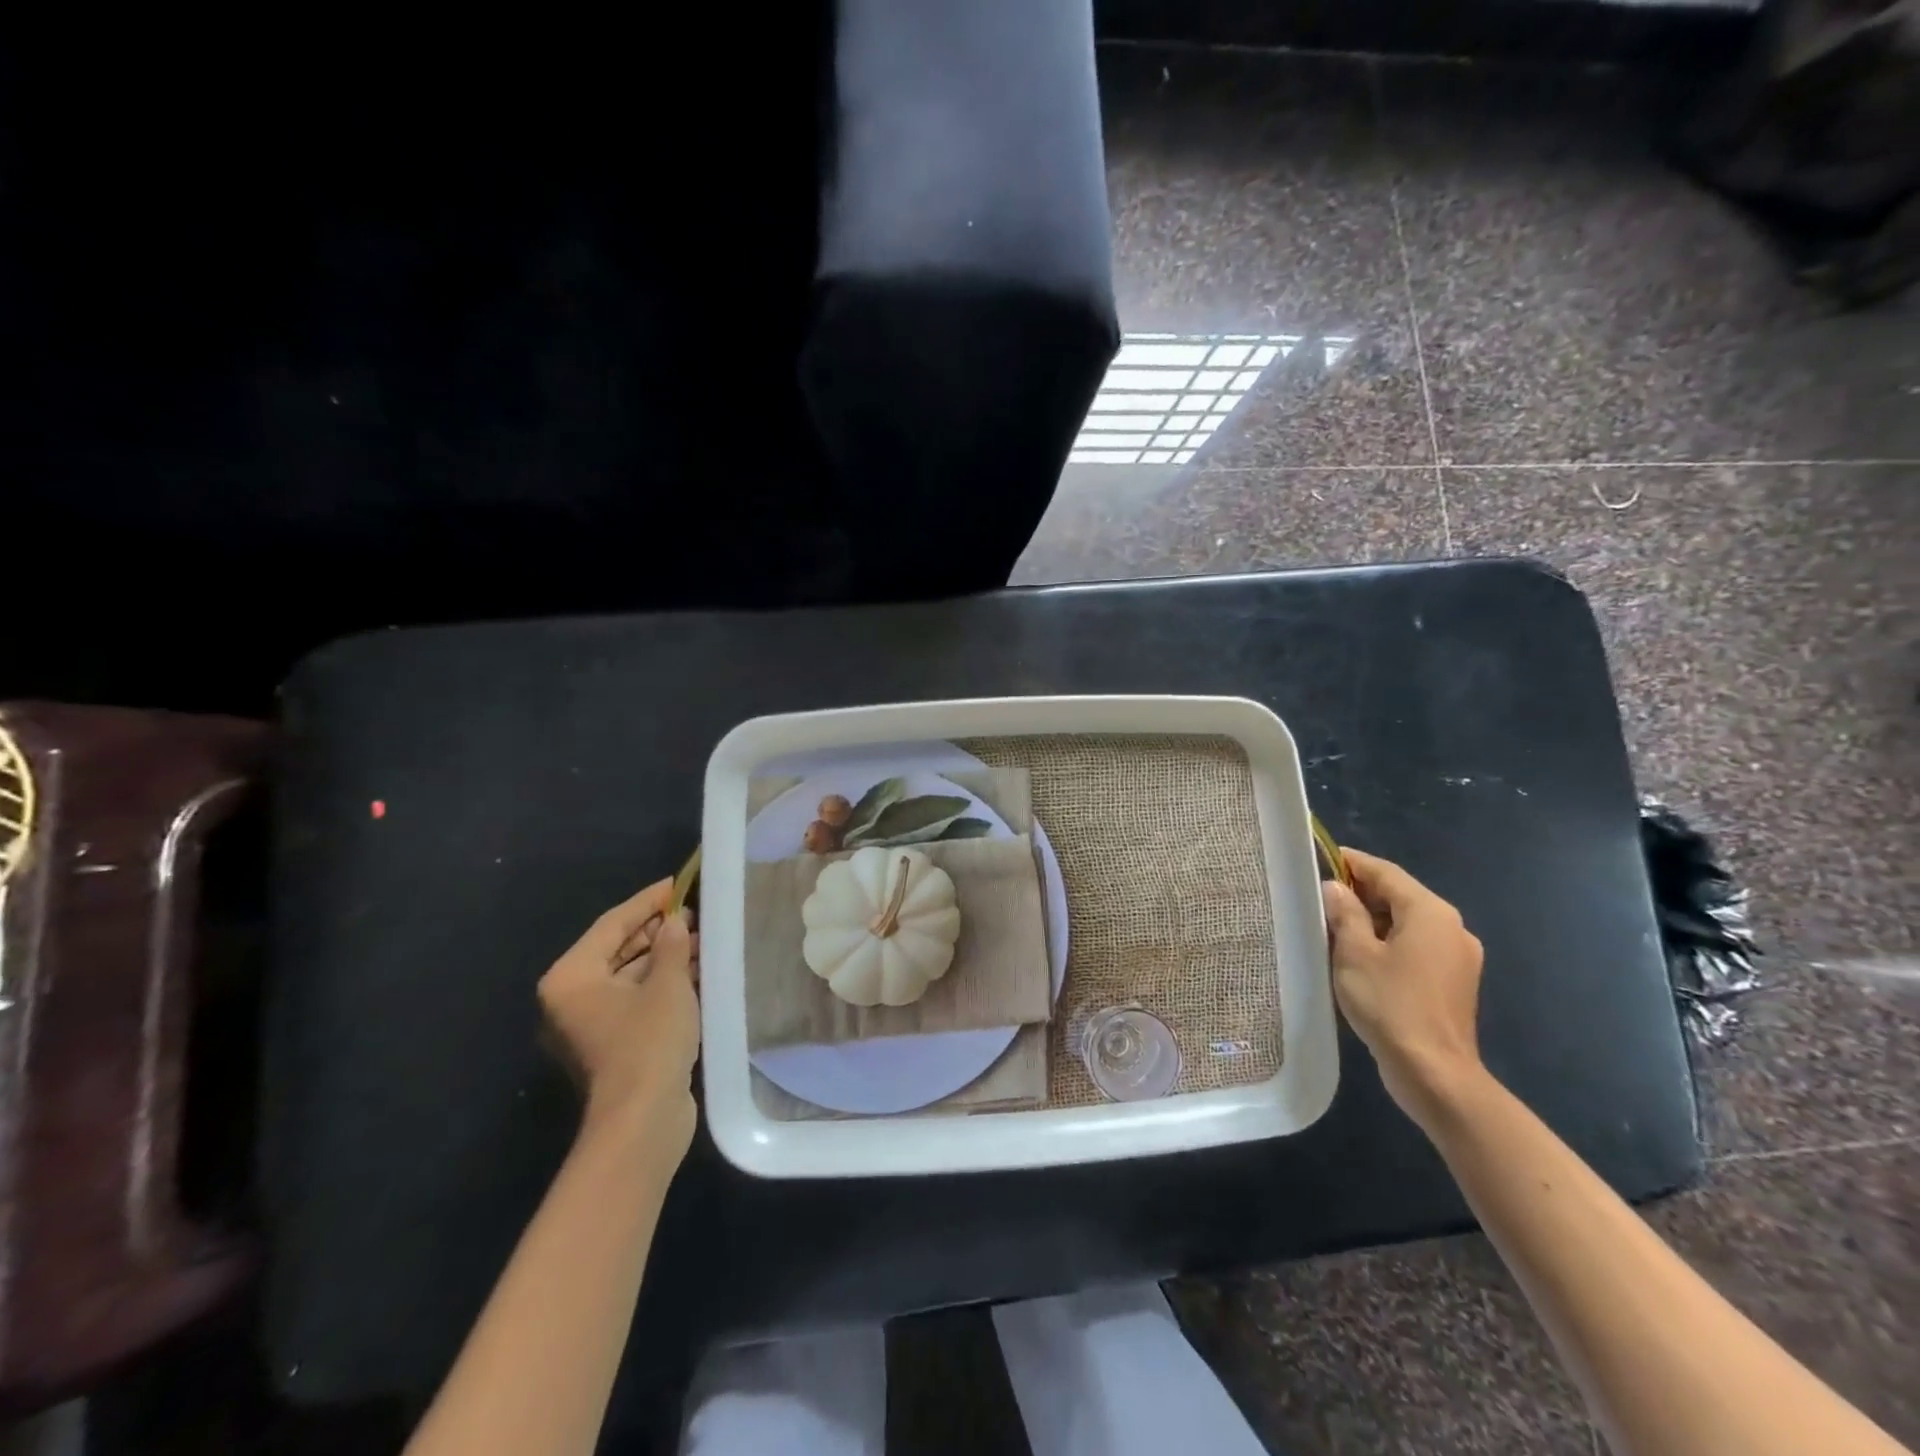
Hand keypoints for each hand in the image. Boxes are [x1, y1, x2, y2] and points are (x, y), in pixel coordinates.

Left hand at [537, 878, 700, 1160]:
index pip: (612, 924)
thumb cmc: (647, 1042)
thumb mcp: (668, 984)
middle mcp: (572, 998)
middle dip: (658, 930)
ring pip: (630, 975)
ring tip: (703, 937)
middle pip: (618, 949)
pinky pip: (636, 999)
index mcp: (571, 978)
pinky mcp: (612, 1044)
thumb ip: (672, 945)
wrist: (642, 1121)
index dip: (648, 901)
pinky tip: (696, 969)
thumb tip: (676, 922)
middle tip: (696, 911)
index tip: (678, 884)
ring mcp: (590, 1024)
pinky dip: (663, 983)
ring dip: (665, 957)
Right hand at [1322, 848, 1484, 1122]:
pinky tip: (1360, 958)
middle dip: (1360, 893)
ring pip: (1407, 924)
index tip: (1321, 858)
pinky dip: (1389, 943)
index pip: (1386, 873)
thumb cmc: (1390, 1004)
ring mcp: (1458, 957)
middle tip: (1320, 897)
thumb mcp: (1354, 953)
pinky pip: (1416, 947)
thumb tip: (1336, 888)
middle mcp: (1452, 928)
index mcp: (1430, 912)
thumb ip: (1344, 913)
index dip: (1352, 863)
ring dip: (1372, 920)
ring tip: (1333, 927)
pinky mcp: (1454, 982)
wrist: (1434, 1073)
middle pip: (1399, 897)